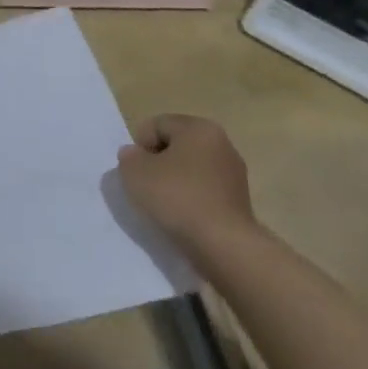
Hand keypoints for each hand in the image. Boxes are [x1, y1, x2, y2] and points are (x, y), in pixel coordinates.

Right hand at [118, 114, 256, 250]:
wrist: (222, 243)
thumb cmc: (176, 196)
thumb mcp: (134, 171)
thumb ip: (129, 156)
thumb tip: (136, 155)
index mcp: (198, 128)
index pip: (157, 125)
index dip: (139, 145)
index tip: (136, 169)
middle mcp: (222, 143)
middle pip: (176, 145)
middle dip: (157, 161)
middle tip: (145, 184)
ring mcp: (234, 173)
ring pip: (190, 168)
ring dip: (173, 180)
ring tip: (162, 203)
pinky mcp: (239, 200)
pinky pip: (203, 189)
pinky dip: (189, 197)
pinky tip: (182, 215)